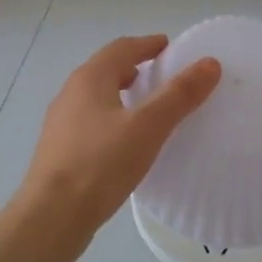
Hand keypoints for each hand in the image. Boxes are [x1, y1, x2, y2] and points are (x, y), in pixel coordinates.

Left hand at [17, 35, 222, 243]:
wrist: (51, 217)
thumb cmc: (100, 163)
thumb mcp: (148, 126)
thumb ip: (179, 94)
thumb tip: (209, 63)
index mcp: (89, 79)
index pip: (121, 48)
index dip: (147, 45)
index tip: (169, 47)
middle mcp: (71, 94)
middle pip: (106, 70)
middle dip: (134, 68)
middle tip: (162, 77)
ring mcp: (61, 124)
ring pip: (97, 98)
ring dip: (122, 95)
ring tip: (147, 109)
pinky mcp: (60, 151)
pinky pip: (91, 123)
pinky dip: (113, 120)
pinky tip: (126, 143)